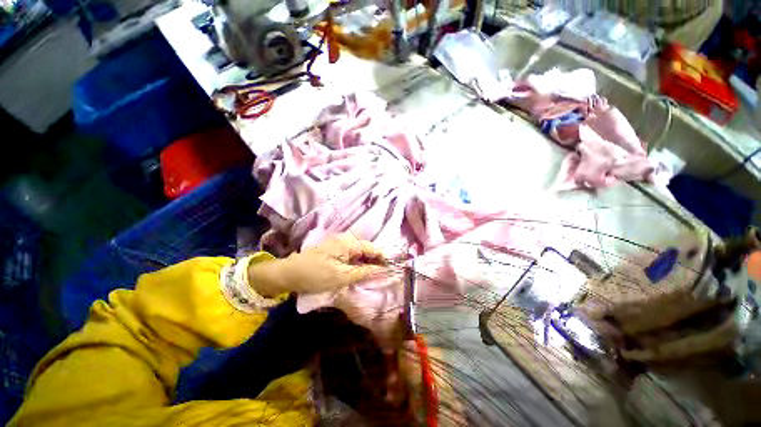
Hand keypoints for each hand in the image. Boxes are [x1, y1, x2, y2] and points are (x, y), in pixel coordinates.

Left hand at [248, 233, 386, 295]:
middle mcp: (345, 238)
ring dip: (366, 260)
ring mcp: (339, 242)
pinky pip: (351, 252)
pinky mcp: (334, 248)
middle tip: (382, 274)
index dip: (382, 258)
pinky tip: (359, 269)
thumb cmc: (316, 275)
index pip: (372, 247)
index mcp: (348, 243)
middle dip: (375, 259)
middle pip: (366, 247)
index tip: (390, 269)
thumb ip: (364, 272)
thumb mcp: (342, 276)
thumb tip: (382, 270)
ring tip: (372, 273)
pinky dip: (357, 260)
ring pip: (359, 250)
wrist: (289, 273)